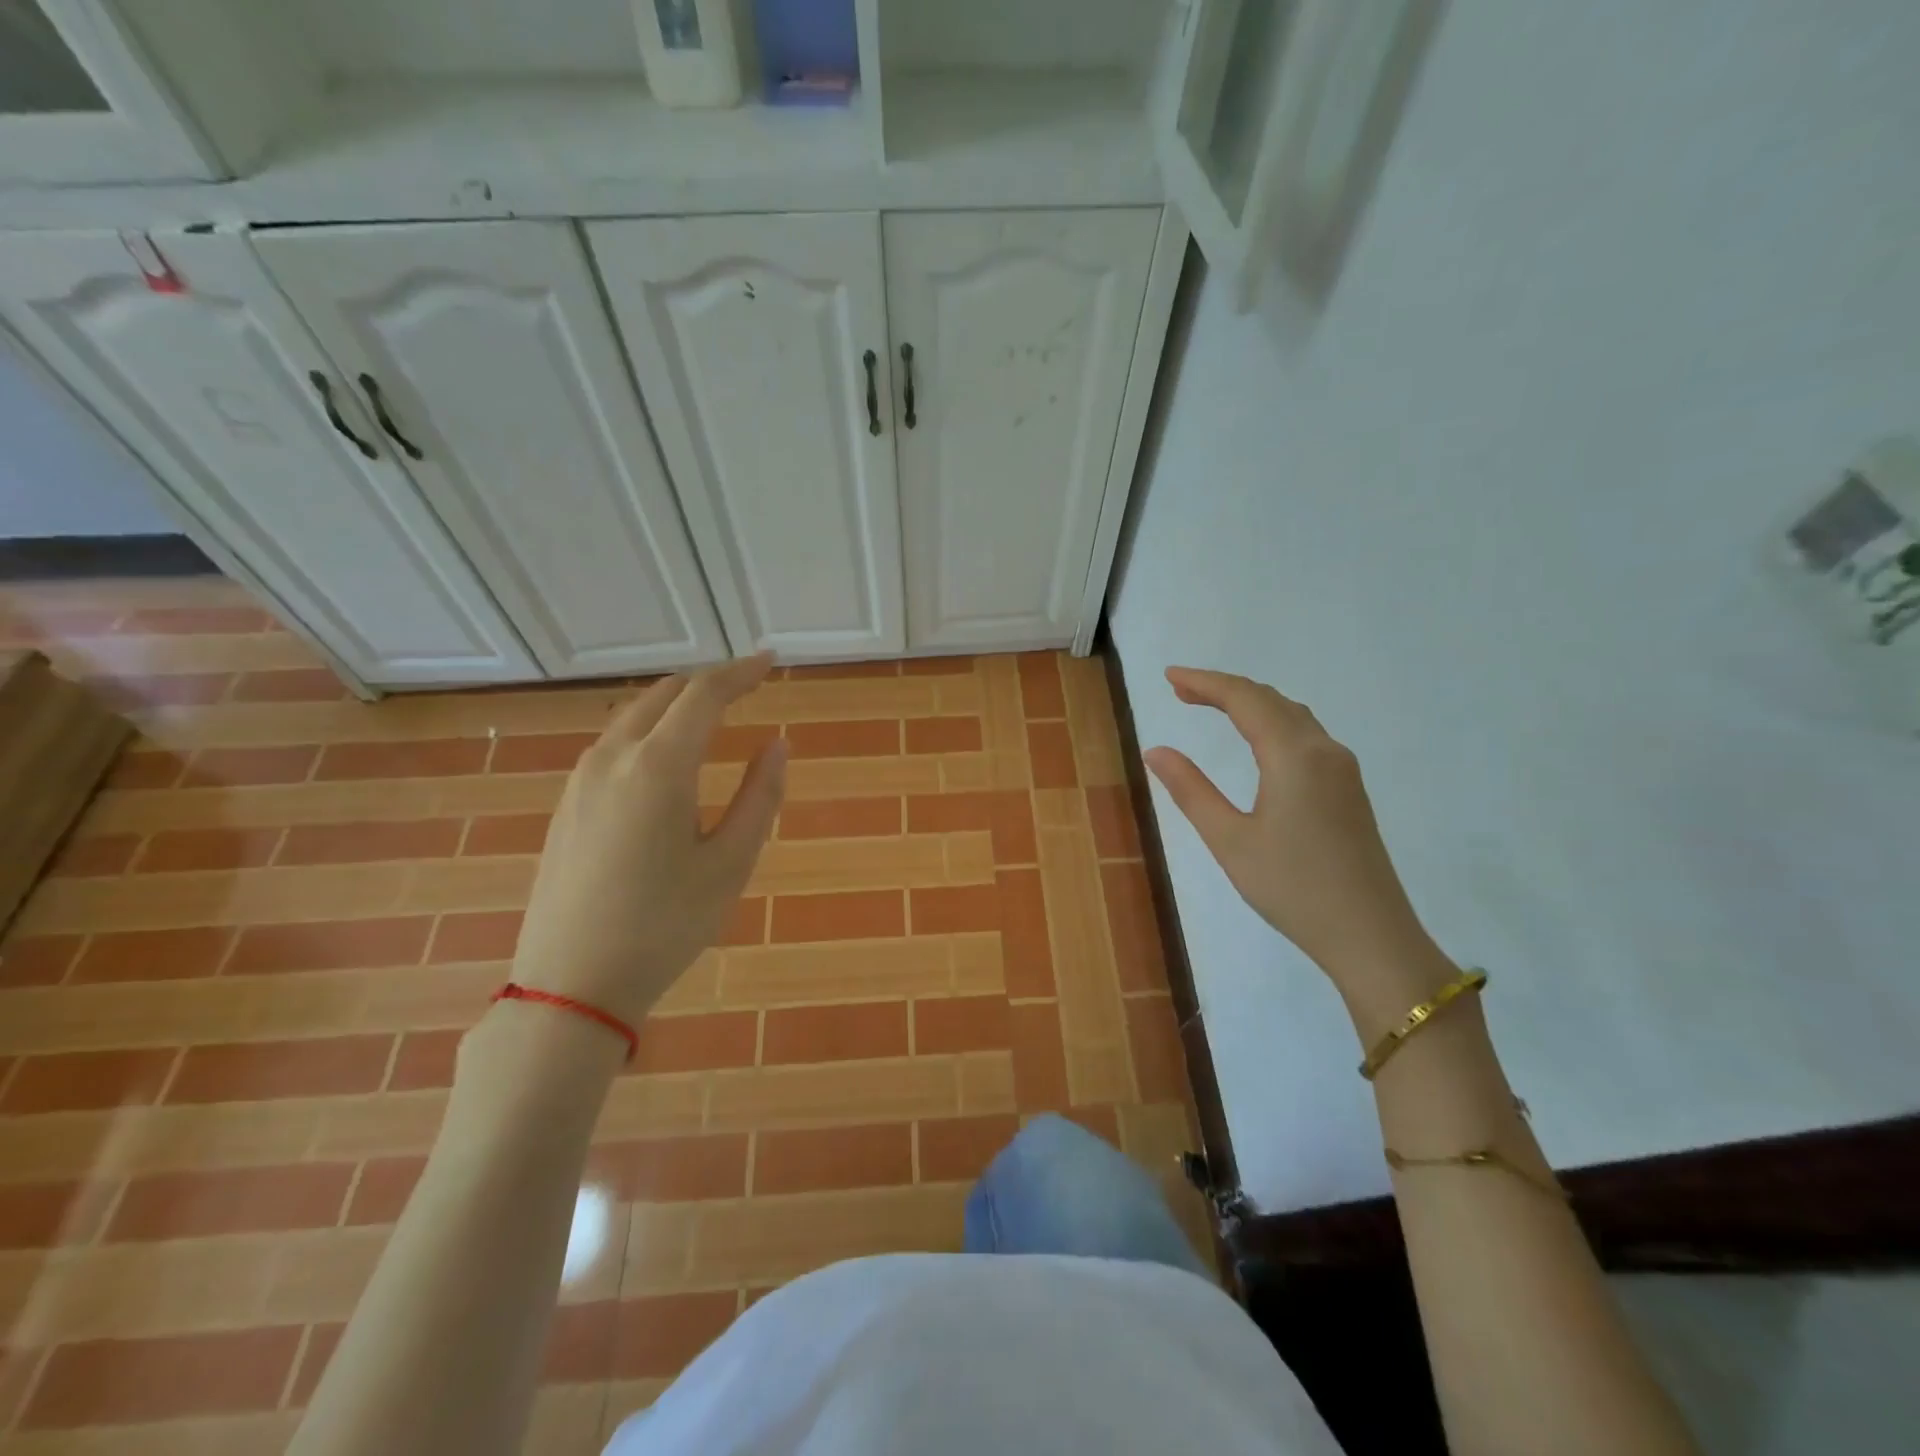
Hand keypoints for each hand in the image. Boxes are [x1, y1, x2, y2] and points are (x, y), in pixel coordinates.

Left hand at [509, 655, 786, 1026]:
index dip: (741, 673)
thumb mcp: (730, 864)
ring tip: (712, 717)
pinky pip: (613, 742)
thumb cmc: (665, 926)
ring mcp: (581, 779)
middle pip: (665, 695)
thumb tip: (778, 744)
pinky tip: (666, 758)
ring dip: (676, 705)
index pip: (705, 695)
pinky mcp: (567, 803)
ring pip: (634, 715)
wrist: (571, 984)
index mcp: (659, 767)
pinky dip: (649, 730)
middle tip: (747, 687)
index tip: (771, 661)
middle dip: (709, 683)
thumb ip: (761, 797)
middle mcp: (613, 757)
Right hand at [1143, 667, 1443, 1006]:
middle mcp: (1323, 750)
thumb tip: (1156, 750)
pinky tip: (1257, 741)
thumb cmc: (1293, 888)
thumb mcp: (1229, 840)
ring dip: (1250, 703)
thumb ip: (1191, 790)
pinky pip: (1306, 735)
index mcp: (1293, 756)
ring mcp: (1342, 769)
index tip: (1169, 676)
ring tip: (1210, 707)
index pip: (1244, 699)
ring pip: (1292, 715)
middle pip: (1270, 700)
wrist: (1371, 935)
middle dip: (1224, 689)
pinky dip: (1272, 722)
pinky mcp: (1348, 789)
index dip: (1204, 682)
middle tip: (1181, 691)